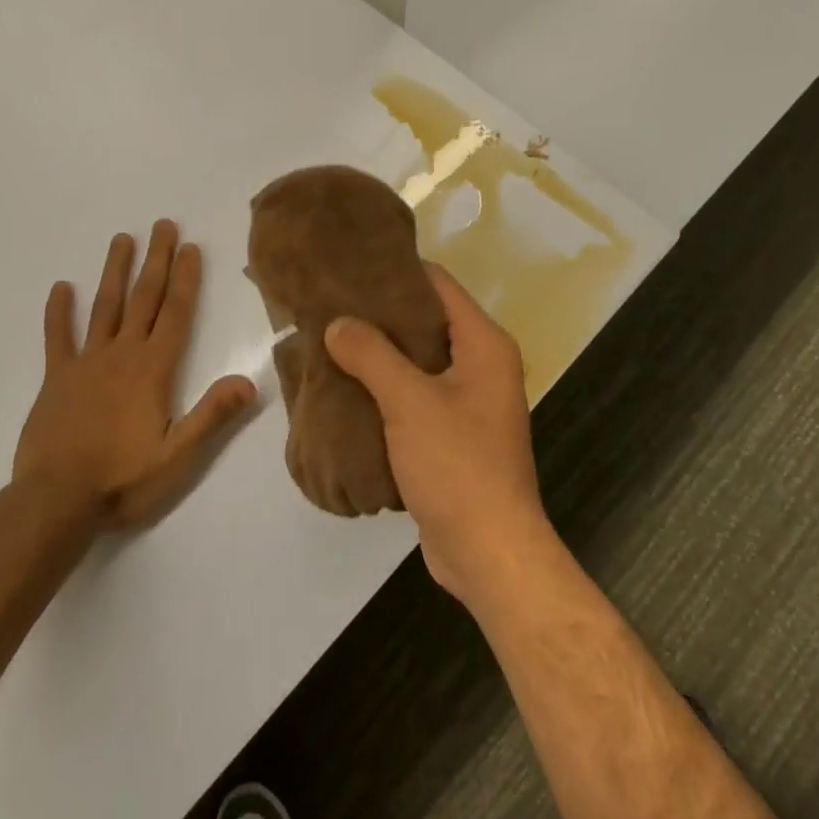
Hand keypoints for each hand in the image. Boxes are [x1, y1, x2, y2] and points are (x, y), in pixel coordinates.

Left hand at [13, 221, 255, 529]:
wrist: (55, 500)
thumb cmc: (123, 480)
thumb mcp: (178, 456)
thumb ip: (212, 415)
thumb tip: (249, 380)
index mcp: (153, 370)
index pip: (177, 314)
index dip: (187, 279)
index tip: (191, 247)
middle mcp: (122, 354)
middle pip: (144, 298)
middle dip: (156, 260)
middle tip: (163, 225)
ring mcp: (86, 362)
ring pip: (104, 307)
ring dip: (115, 271)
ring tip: (122, 238)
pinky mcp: (56, 378)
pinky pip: (57, 337)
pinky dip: (58, 312)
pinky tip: (61, 287)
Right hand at [323, 265, 552, 604]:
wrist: (488, 552)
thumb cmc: (457, 465)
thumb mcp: (409, 401)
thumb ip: (371, 355)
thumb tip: (337, 323)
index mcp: (484, 344)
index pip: (437, 284)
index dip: (395, 271)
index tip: (350, 267)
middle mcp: (481, 365)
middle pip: (426, 321)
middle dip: (379, 314)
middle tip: (330, 305)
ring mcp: (468, 402)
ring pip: (417, 361)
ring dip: (378, 354)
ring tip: (330, 341)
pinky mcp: (452, 435)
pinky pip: (414, 396)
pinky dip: (384, 389)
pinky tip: (346, 388)